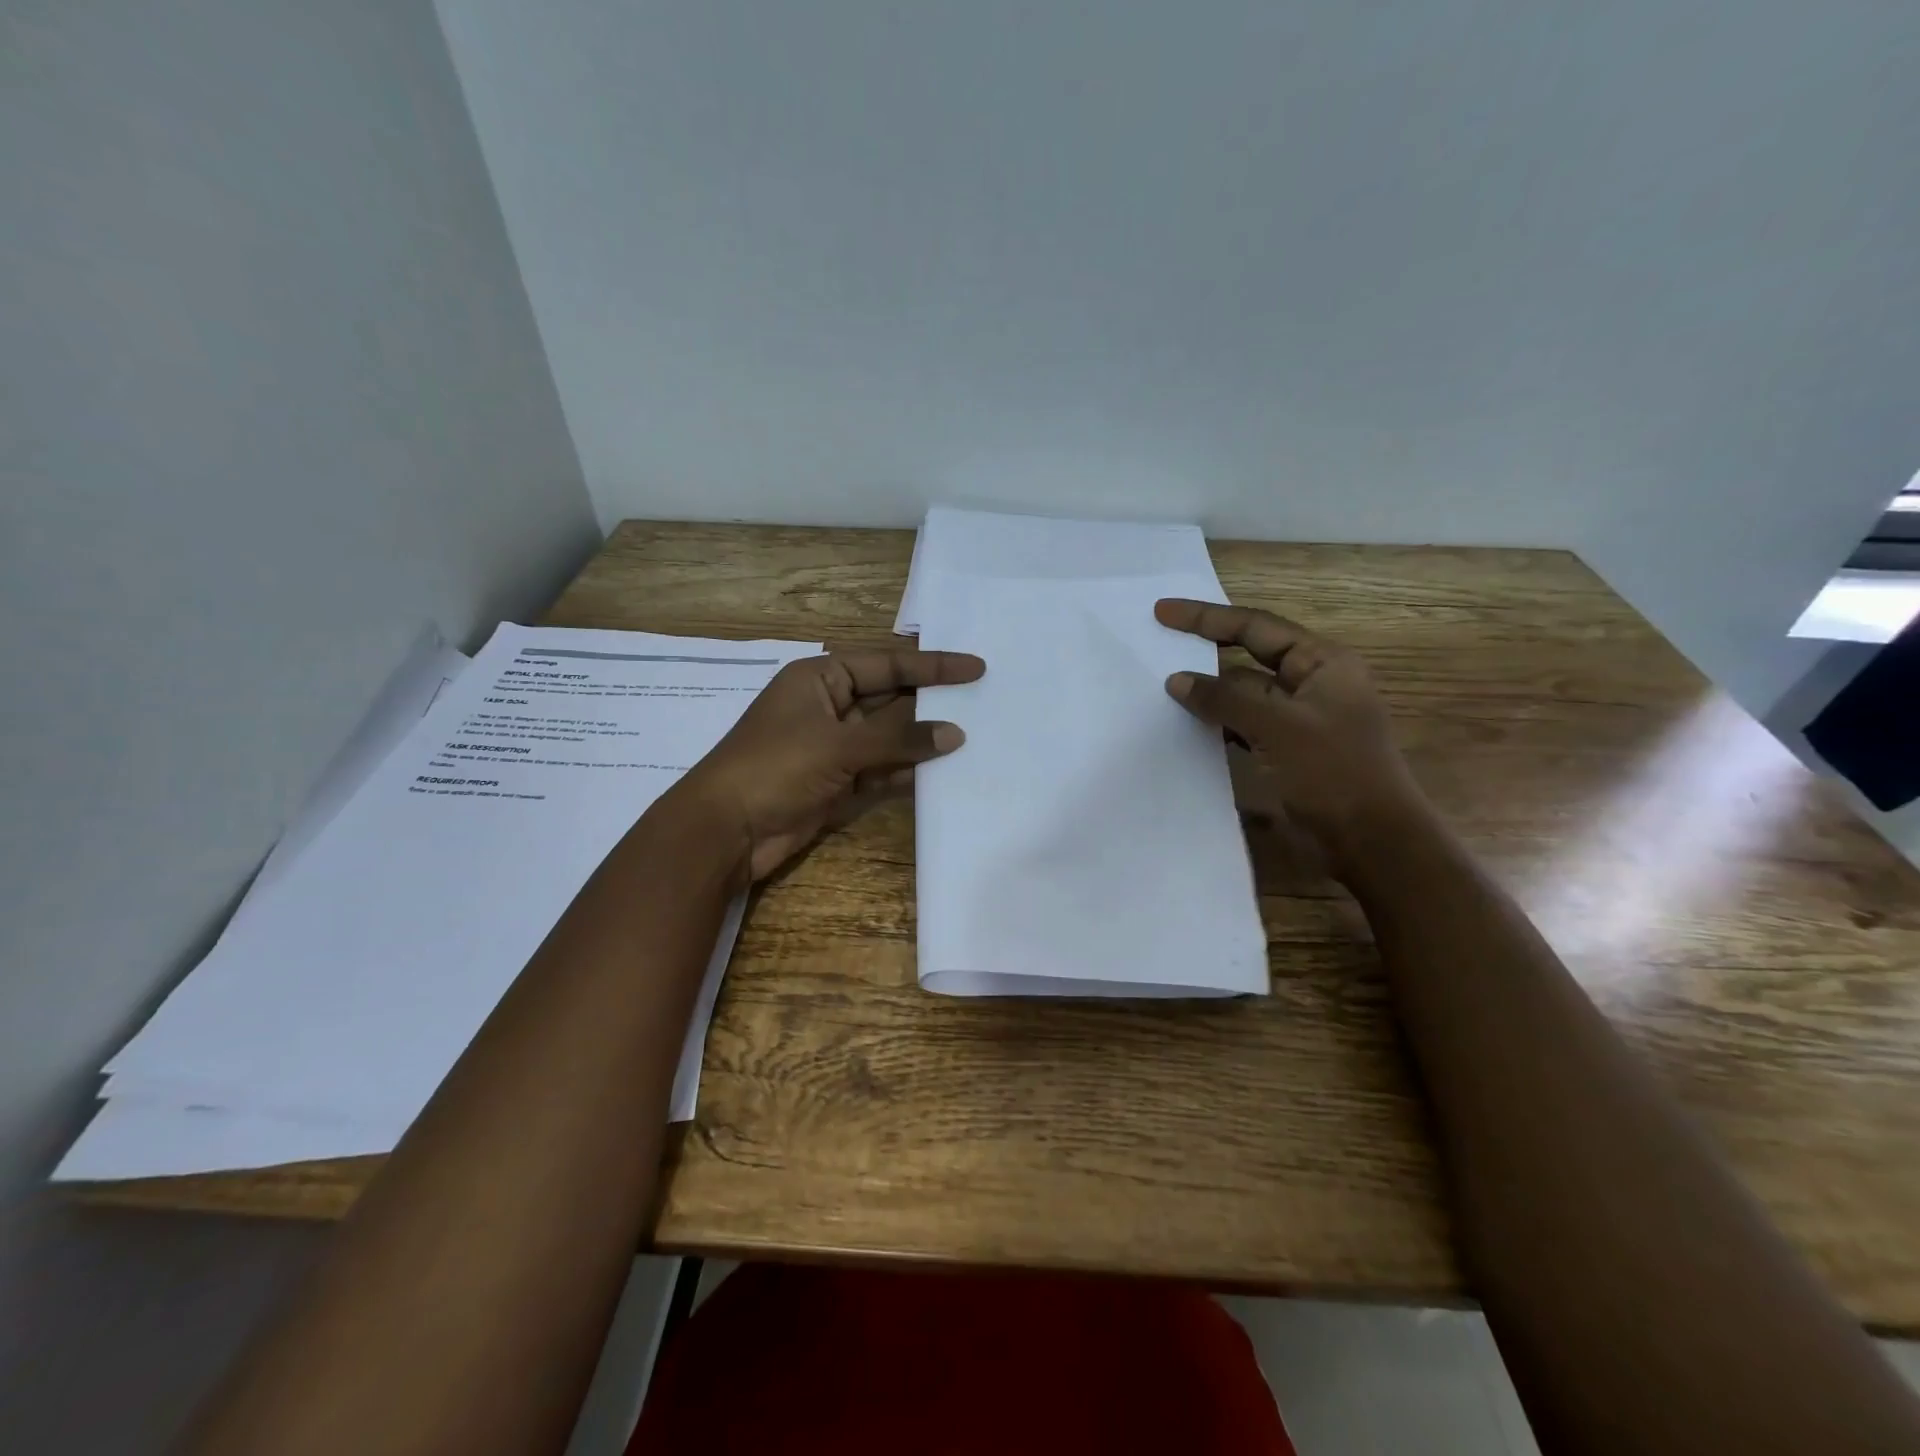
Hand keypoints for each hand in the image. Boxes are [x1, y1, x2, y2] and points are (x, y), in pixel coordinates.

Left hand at [675, 647, 984, 881]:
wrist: (726, 830)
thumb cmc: (776, 767)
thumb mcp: (839, 745)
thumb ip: (898, 738)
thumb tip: (954, 734)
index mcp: (821, 678)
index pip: (887, 664)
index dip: (933, 666)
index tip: (975, 668)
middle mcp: (830, 706)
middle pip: (891, 700)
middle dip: (932, 704)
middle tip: (984, 703)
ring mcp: (834, 746)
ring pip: (889, 738)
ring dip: (923, 740)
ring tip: (974, 738)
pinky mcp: (838, 782)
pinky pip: (882, 770)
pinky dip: (908, 771)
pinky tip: (943, 772)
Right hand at [1156, 599, 1428, 870]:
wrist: (1372, 843)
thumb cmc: (1334, 773)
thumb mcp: (1279, 727)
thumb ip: (1225, 698)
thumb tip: (1176, 680)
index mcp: (1322, 663)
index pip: (1256, 627)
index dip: (1207, 617)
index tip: (1163, 612)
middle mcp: (1310, 684)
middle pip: (1248, 656)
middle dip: (1205, 649)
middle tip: (1156, 643)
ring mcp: (1298, 720)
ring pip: (1243, 693)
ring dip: (1208, 690)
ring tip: (1161, 685)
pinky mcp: (1286, 751)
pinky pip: (1243, 725)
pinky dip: (1217, 722)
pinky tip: (1188, 725)